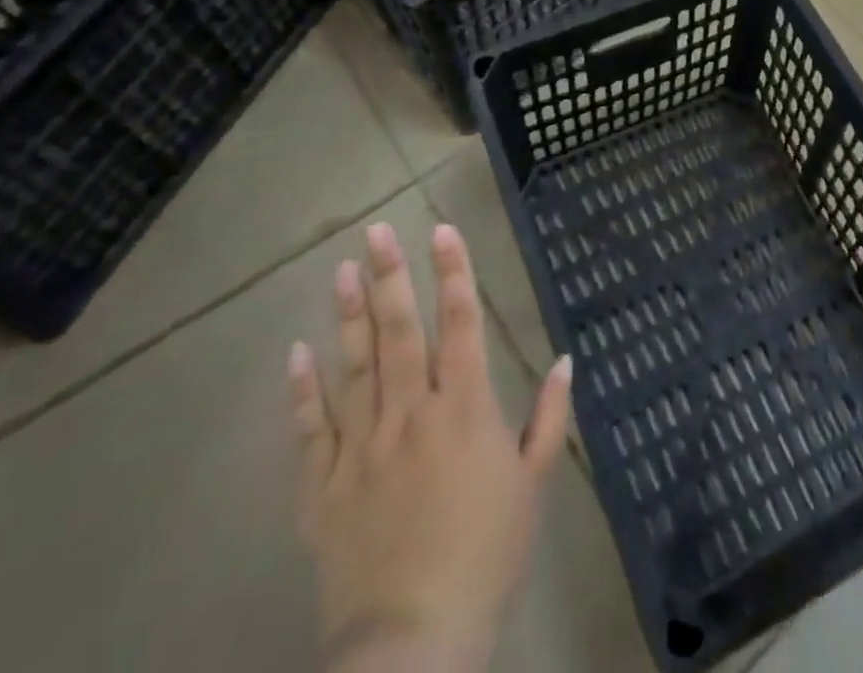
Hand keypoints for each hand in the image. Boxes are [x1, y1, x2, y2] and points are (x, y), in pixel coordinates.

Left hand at [288, 222, 573, 672]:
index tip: (442, 230)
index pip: (460, 323)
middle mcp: (411, 414)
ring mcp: (362, 448)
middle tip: (376, 231)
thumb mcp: (534, 484)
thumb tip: (565, 359)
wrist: (413, 643)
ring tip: (342, 270)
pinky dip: (302, 392)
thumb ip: (550, 417)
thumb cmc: (486, 555)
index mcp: (464, 409)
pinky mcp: (323, 488)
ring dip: (348, 316)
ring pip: (353, 368)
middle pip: (399, 332)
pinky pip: (310, 431)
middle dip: (390, 276)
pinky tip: (296, 353)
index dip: (453, 272)